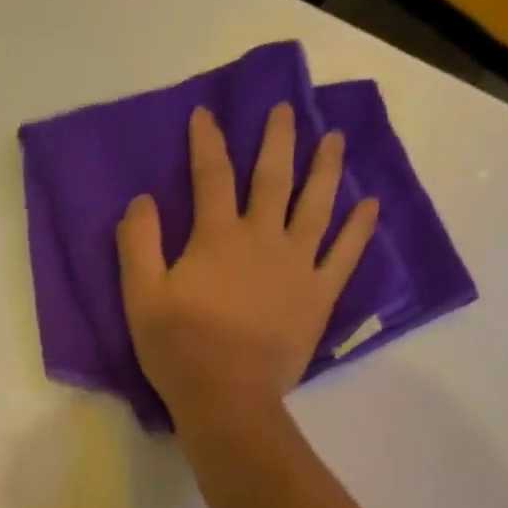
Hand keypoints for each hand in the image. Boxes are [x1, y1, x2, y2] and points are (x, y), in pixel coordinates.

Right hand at [117, 103, 378, 428]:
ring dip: (326, 168)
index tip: (206, 114)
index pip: (211, 176)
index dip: (207, 141)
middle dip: (277, 139)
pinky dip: (358, 227)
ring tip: (335, 139)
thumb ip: (138, 243)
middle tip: (287, 109)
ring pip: (316, 205)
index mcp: (217, 237)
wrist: (227, 397)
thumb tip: (143, 199)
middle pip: (272, 178)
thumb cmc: (178, 349)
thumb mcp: (140, 297)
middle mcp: (262, 238)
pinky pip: (344, 254)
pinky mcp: (319, 294)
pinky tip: (369, 204)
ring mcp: (297, 265)